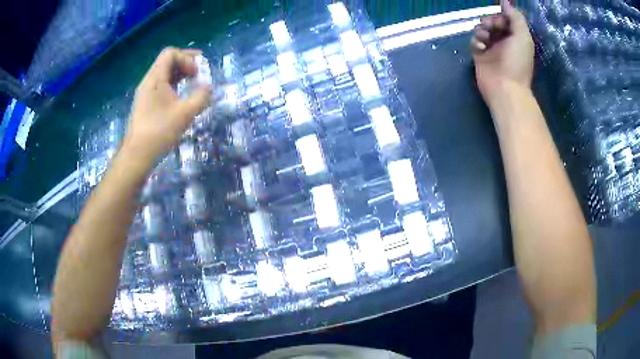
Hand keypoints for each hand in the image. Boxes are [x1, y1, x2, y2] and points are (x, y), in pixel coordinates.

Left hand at [122, 47, 211, 170]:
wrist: (138, 154)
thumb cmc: (160, 131)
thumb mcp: (185, 113)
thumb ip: (201, 97)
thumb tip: (209, 88)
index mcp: (155, 78)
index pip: (170, 53)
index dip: (186, 58)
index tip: (196, 74)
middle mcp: (148, 81)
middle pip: (167, 61)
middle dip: (185, 62)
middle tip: (200, 70)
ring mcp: (145, 93)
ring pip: (164, 73)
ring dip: (180, 73)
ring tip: (193, 81)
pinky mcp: (145, 103)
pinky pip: (161, 85)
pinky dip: (173, 84)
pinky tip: (181, 95)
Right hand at [471, 0, 533, 105]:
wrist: (505, 88)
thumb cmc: (517, 62)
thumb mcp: (523, 37)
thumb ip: (516, 18)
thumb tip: (506, 2)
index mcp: (515, 37)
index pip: (505, 19)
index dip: (501, 16)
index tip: (500, 20)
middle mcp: (503, 41)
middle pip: (492, 22)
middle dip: (489, 21)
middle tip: (490, 27)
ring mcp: (491, 48)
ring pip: (481, 30)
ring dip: (481, 30)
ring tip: (485, 39)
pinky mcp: (480, 56)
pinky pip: (474, 41)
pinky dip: (476, 42)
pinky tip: (480, 48)